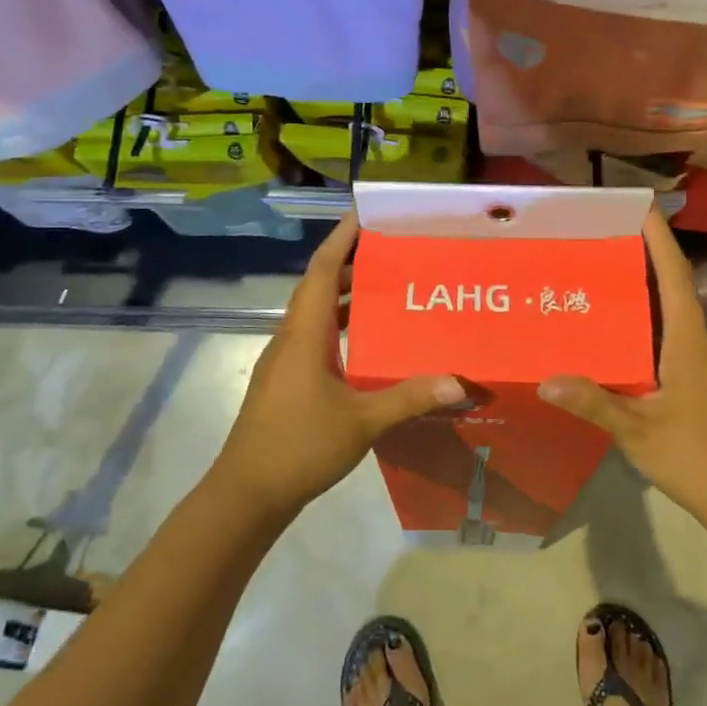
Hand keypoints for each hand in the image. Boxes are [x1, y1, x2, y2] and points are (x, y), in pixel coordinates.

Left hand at [212, 214, 463, 518]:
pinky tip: (369, 340)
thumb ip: (409, 398)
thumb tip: (460, 382)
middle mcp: (291, 337)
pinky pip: (316, 337)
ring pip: (316, 313)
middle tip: (392, 248)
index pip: (320, 269)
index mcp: (304, 334)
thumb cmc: (299, 446)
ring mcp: (286, 360)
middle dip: (350, 261)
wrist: (247, 492)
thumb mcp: (362, 422)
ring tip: (387, 285)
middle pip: (318, 285)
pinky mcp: (287, 380)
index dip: (341, 238)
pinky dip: (341, 325)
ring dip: (345, 294)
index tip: (365, 212)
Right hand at [539, 210, 706, 528]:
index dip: (658, 238)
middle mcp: (693, 340)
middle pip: (670, 284)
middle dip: (642, 252)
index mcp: (687, 339)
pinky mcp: (689, 378)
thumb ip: (594, 403)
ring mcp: (693, 360)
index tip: (637, 206)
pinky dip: (639, 318)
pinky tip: (608, 327)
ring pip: (666, 309)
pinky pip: (661, 333)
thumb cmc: (697, 455)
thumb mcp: (638, 429)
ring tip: (596, 269)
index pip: (674, 275)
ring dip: (640, 284)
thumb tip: (545, 379)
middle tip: (598, 233)